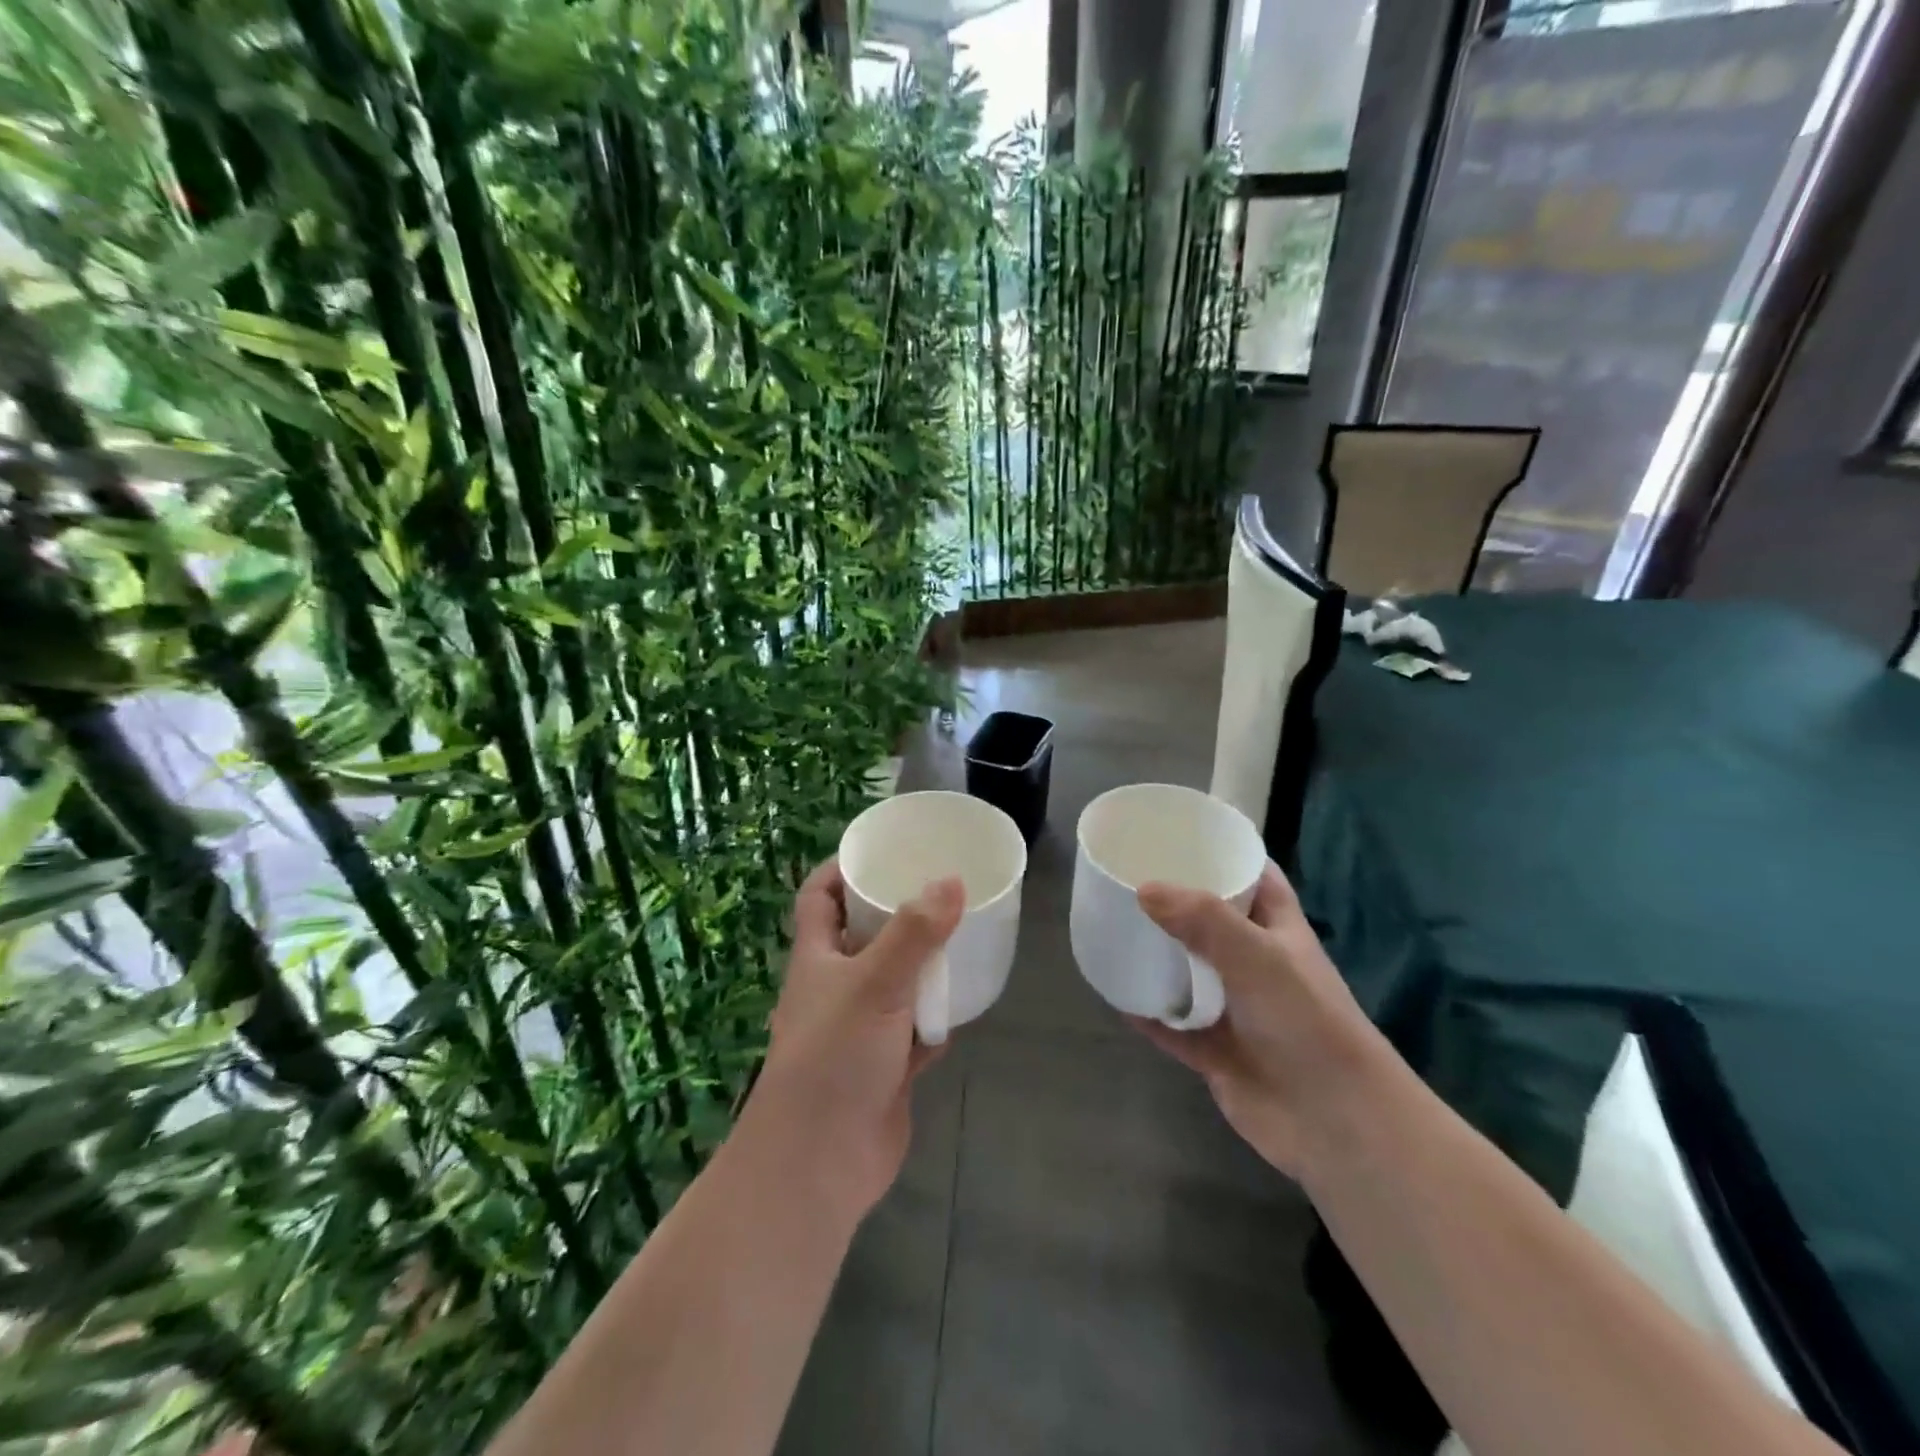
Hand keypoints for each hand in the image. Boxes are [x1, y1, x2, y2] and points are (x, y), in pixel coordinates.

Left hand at [739, 858, 962, 1222]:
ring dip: (921, 968)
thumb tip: (952, 881)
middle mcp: (834, 987)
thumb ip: (915, 932)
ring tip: (960, 938)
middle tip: (938, 889)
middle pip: (861, 936)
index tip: (879, 851)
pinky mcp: (883, 1067)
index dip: (839, 869)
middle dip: (895, 914)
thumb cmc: (834, 1057)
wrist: (820, 1163)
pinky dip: (934, 1021)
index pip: (818, 897)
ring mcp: (859, 1029)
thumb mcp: (876, 983)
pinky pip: (914, 1031)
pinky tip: (962, 1008)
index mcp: (816, 957)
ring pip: (893, 984)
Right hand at [1130, 864, 1384, 1179]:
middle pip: (1210, 921)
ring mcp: (1234, 1008)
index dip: (1223, 853)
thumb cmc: (1306, 1022)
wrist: (1333, 1123)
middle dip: (1174, 901)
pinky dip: (1146, 1010)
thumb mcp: (1257, 957)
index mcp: (1278, 930)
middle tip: (1126, 877)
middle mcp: (1255, 964)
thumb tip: (1143, 889)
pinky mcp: (1214, 1050)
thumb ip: (1203, 920)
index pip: (1253, 877)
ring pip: (1186, 972)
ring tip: (1111, 926)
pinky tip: (1113, 992)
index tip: (1179, 833)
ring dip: (1156, 955)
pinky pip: (1170, 1023)